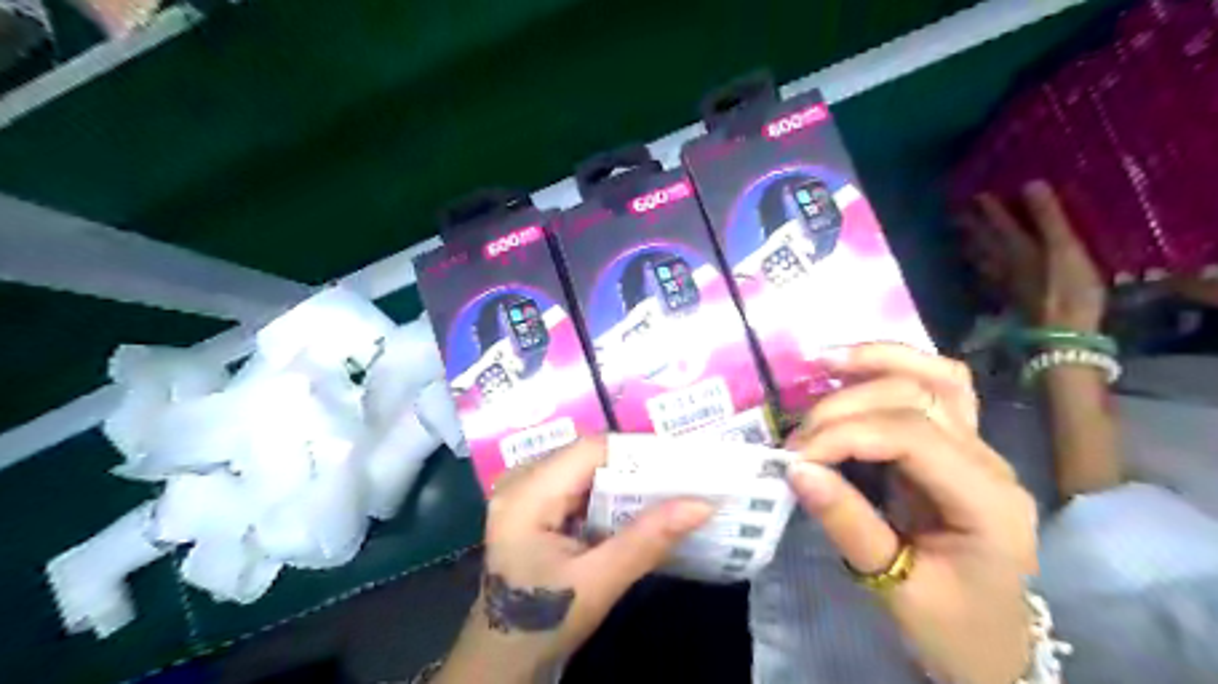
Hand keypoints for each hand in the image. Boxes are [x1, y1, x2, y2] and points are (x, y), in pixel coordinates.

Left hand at [437, 440, 716, 681]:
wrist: (501, 659)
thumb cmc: (542, 623)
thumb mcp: (597, 583)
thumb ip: (647, 540)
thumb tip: (702, 505)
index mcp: (527, 493)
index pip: (590, 450)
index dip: (638, 451)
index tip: (683, 463)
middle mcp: (521, 480)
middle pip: (588, 456)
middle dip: (636, 467)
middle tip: (682, 479)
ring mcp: (524, 491)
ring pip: (585, 469)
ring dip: (625, 481)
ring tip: (668, 490)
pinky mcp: (533, 505)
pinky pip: (578, 485)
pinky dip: (609, 495)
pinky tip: (635, 508)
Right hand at [791, 344, 1036, 683]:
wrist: (991, 645)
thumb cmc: (951, 628)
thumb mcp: (896, 588)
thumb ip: (848, 524)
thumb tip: (796, 470)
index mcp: (986, 501)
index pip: (911, 436)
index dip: (845, 435)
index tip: (795, 458)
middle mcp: (990, 461)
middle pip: (918, 397)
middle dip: (845, 408)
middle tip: (797, 442)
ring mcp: (979, 447)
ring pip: (935, 376)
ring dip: (875, 362)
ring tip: (822, 361)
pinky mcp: (957, 444)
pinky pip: (934, 387)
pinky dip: (891, 368)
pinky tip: (851, 368)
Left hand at [967, 178, 1109, 331]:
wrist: (1060, 334)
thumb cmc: (1068, 288)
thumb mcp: (1064, 247)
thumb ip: (1047, 217)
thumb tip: (1030, 183)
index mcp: (1017, 247)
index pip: (999, 221)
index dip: (988, 206)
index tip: (975, 192)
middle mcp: (1004, 262)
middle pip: (982, 240)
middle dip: (970, 224)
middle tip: (955, 212)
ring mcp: (1003, 281)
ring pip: (980, 257)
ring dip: (970, 243)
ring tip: (960, 235)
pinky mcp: (1008, 297)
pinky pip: (986, 275)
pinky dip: (979, 265)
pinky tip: (979, 267)